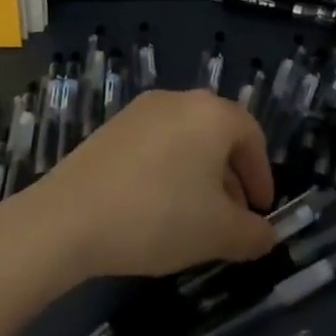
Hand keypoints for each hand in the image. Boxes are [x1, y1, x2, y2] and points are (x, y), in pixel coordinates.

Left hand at [25, 91, 277, 278]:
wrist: (68, 218)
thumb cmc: (158, 217)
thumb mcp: (218, 234)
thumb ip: (252, 234)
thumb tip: (266, 236)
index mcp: (213, 115)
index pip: (253, 137)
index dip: (262, 176)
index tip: (261, 212)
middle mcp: (180, 100)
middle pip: (219, 134)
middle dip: (231, 176)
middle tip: (231, 216)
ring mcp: (142, 110)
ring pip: (186, 138)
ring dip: (199, 174)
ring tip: (193, 216)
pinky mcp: (112, 126)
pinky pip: (156, 143)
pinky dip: (169, 168)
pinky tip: (156, 205)